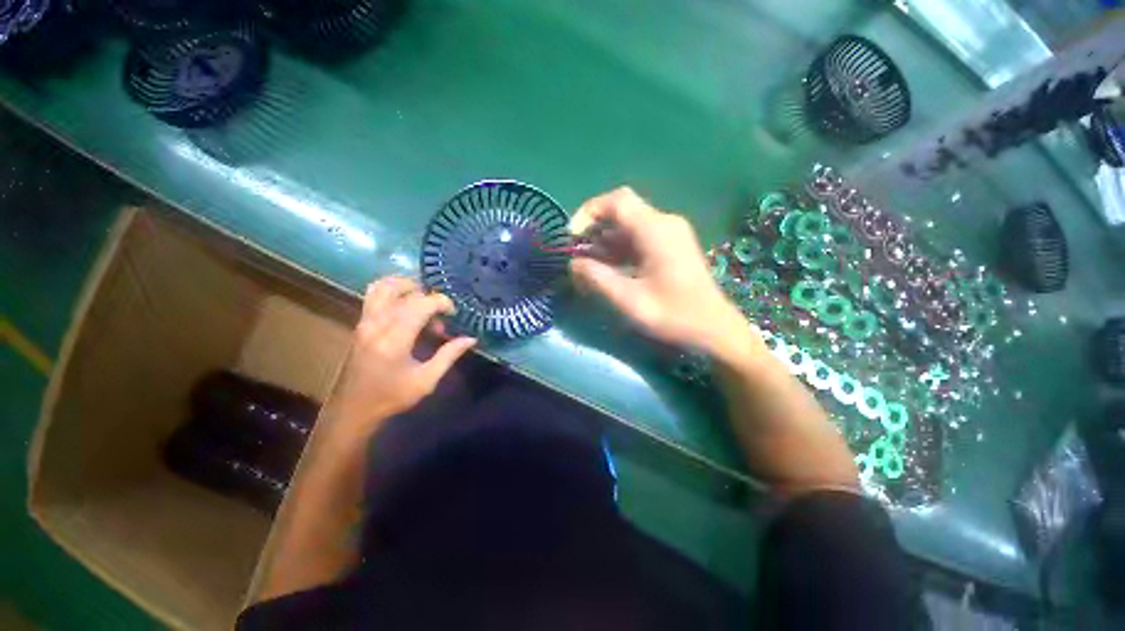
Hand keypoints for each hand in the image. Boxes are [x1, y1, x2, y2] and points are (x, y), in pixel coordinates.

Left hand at [324, 277, 476, 442]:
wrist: (354, 409)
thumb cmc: (392, 396)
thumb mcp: (427, 380)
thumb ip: (449, 355)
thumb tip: (471, 338)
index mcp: (395, 340)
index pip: (420, 305)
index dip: (441, 302)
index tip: (453, 312)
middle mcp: (377, 324)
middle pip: (402, 291)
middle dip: (426, 295)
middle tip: (438, 312)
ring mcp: (365, 322)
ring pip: (382, 286)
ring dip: (406, 286)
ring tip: (422, 299)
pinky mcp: (361, 323)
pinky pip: (374, 295)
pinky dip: (392, 291)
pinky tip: (406, 305)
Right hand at [570, 187, 753, 355]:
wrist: (713, 329)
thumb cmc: (673, 316)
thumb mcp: (629, 300)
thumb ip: (597, 278)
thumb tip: (574, 263)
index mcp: (656, 230)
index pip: (617, 201)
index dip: (589, 212)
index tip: (572, 237)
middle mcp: (664, 223)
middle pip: (621, 212)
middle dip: (594, 230)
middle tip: (577, 255)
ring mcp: (670, 234)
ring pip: (628, 226)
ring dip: (605, 242)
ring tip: (588, 266)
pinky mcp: (671, 246)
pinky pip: (639, 238)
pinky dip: (619, 249)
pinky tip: (608, 268)